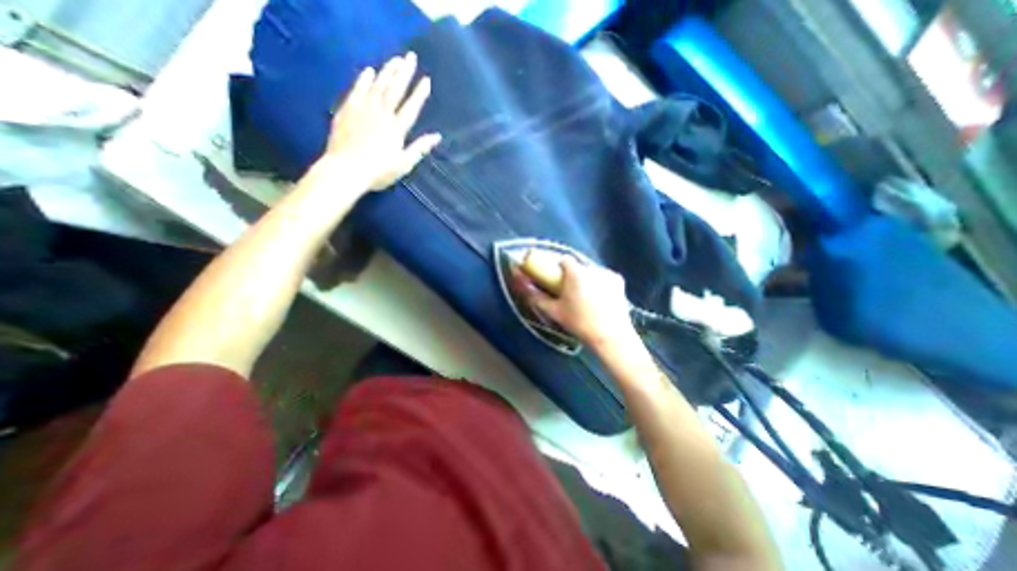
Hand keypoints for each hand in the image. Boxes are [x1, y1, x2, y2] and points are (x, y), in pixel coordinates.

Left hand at [320, 51, 442, 188]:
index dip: (419, 93)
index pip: (411, 107)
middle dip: (404, 73)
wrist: (345, 170)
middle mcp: (381, 114)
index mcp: (396, 129)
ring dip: (387, 71)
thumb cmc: (378, 171)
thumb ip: (420, 148)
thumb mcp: (403, 164)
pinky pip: (357, 89)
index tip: (426, 79)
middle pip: (395, 89)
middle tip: (411, 56)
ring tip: (395, 59)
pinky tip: (370, 71)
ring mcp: (363, 109)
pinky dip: (364, 79)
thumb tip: (437, 137)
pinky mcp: (348, 109)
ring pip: (378, 85)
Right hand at [514, 255, 638, 346]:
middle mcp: (592, 268)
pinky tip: (599, 297)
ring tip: (585, 297)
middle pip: (577, 265)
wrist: (611, 337)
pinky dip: (599, 282)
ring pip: (590, 270)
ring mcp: (607, 273)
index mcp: (576, 273)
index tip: (555, 279)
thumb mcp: (554, 311)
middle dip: (571, 274)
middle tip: (569, 291)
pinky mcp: (618, 280)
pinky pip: (603, 276)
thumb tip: (521, 283)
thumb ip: (535, 296)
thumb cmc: (579, 323)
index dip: (557, 267)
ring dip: (585, 278)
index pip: (563, 260)